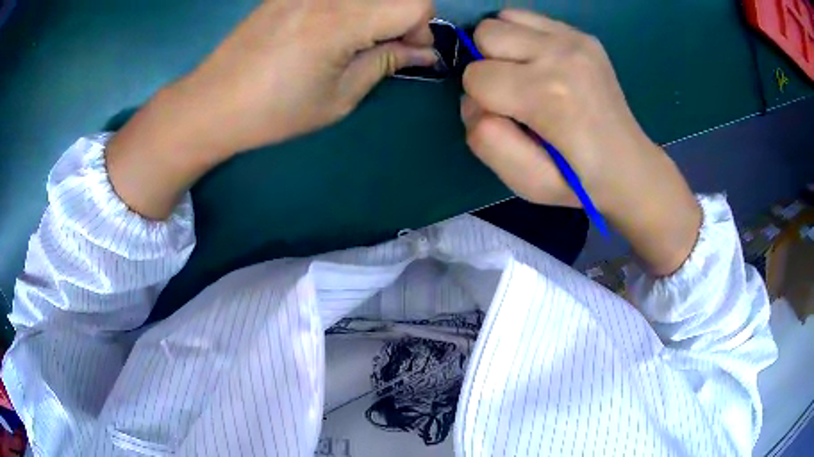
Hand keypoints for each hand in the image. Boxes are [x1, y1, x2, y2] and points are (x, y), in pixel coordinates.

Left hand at [106, 0, 435, 219]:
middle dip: (403, 17)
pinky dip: (351, 7)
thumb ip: (385, 63)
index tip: (406, 52)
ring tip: (356, 38)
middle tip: (384, 46)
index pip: (415, 4)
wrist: (212, 103)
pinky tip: (331, 28)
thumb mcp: (338, 98)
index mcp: (341, 21)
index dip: (421, 29)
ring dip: (376, 10)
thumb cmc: (273, 112)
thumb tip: (423, 53)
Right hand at [461, 10, 700, 274]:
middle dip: (487, 63)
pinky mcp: (583, 35)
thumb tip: (474, 99)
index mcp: (548, 95)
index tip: (508, 118)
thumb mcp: (525, 182)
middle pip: (486, 33)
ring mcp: (575, 39)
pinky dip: (523, 36)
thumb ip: (486, 140)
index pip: (475, 76)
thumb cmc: (577, 181)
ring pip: (504, 17)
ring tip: (527, 74)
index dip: (481, 100)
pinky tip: (543, 64)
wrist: (628, 167)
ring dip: (503, 45)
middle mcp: (562, 55)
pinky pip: (528, 17)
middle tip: (515, 92)